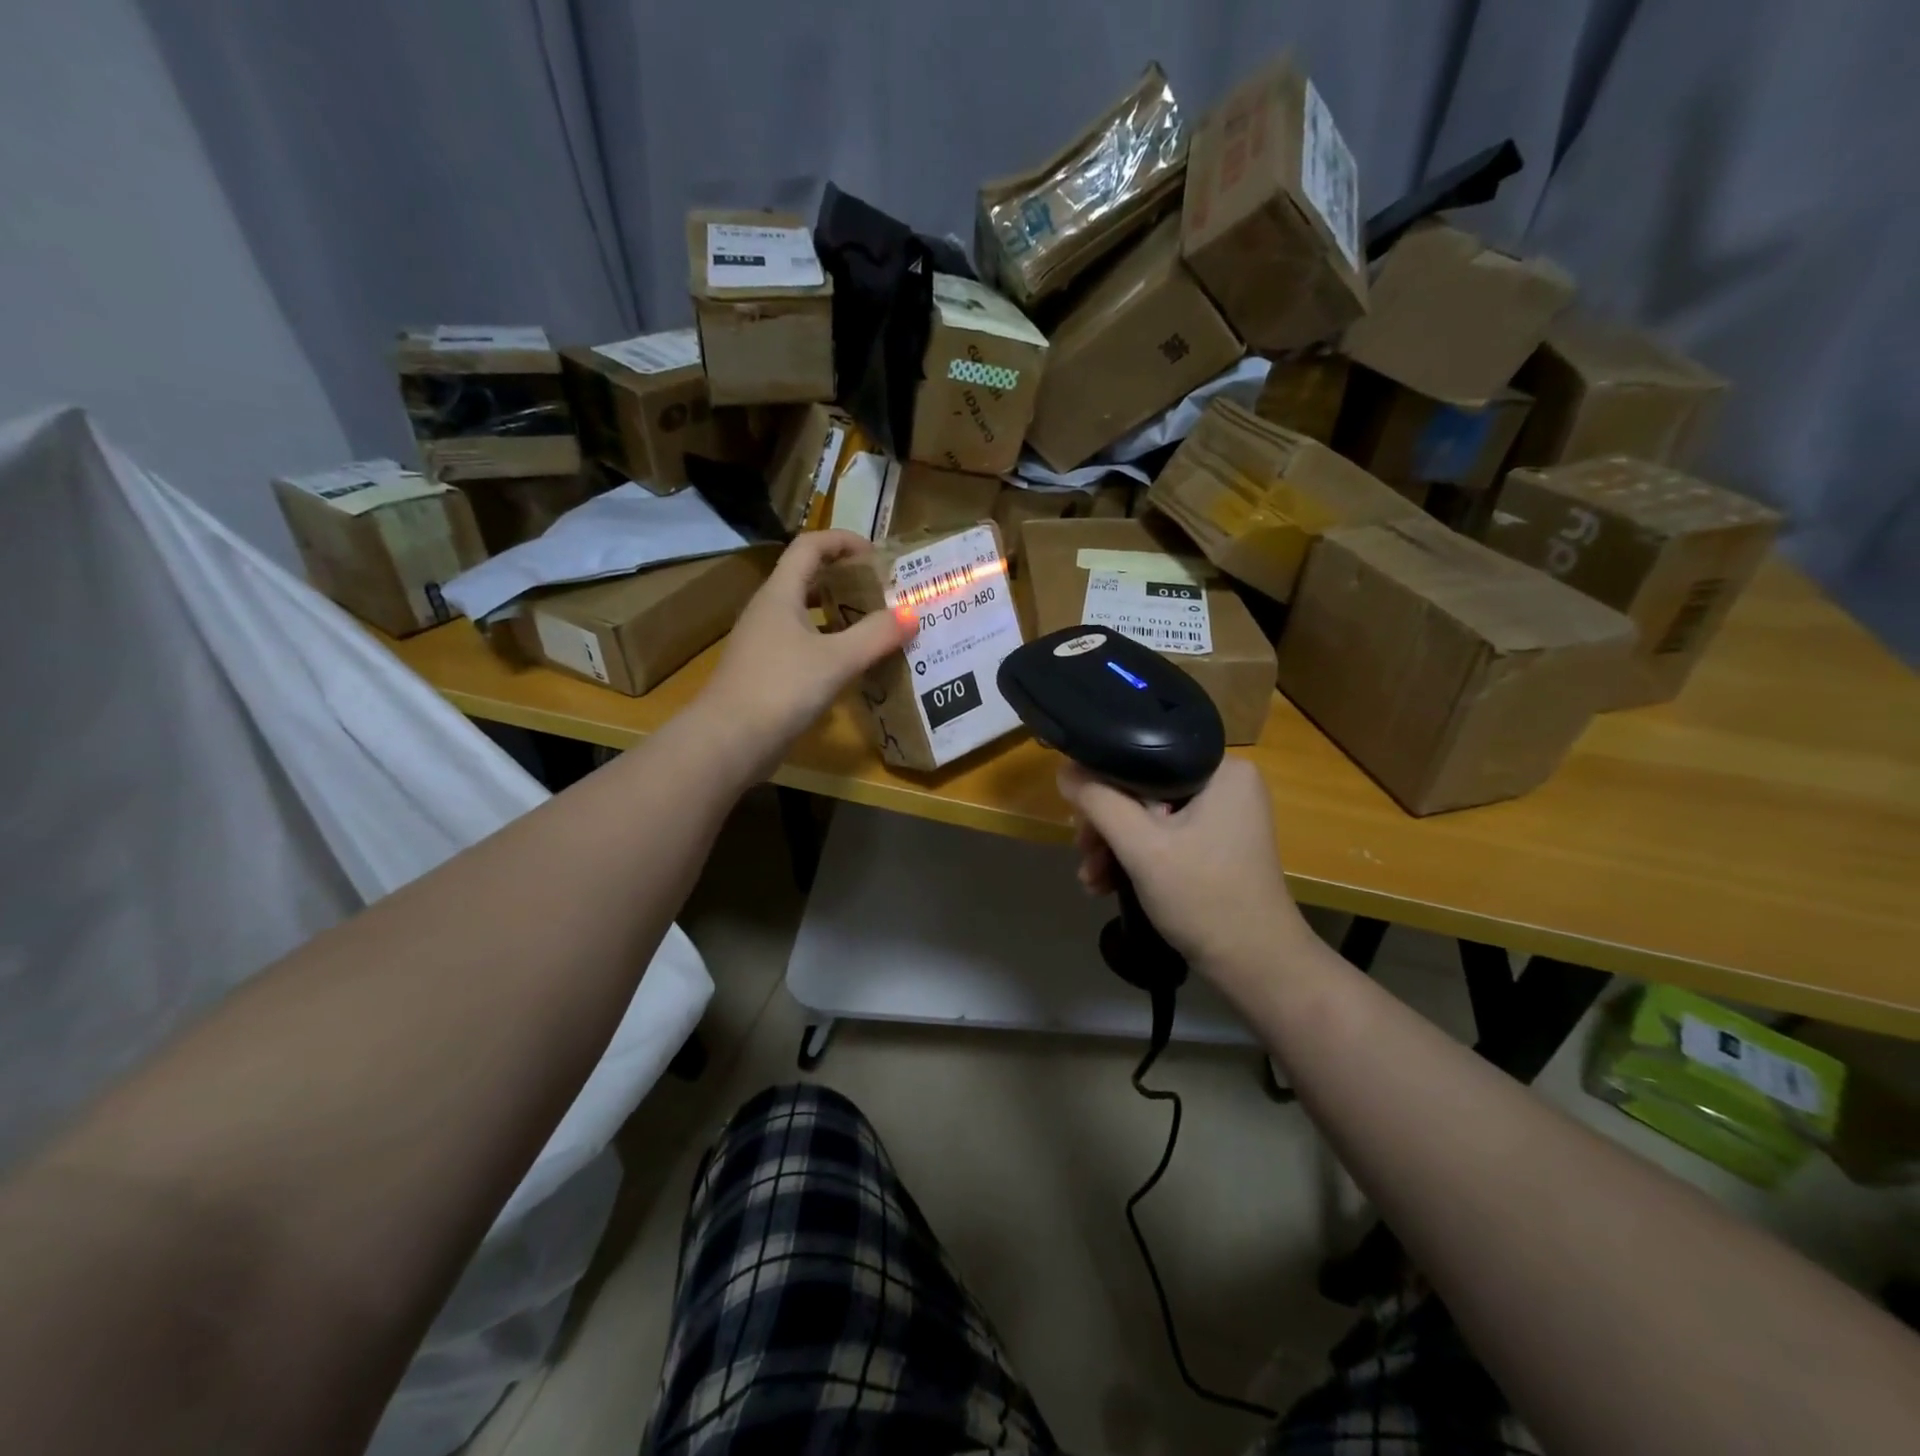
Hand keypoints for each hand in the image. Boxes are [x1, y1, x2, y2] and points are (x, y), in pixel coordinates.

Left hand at [695, 532, 914, 777]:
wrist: (729, 741)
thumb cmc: (781, 688)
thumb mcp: (837, 659)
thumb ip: (876, 635)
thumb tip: (912, 614)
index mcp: (780, 593)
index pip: (810, 546)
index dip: (843, 541)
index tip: (877, 556)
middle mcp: (768, 610)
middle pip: (807, 578)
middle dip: (845, 579)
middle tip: (882, 592)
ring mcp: (763, 643)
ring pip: (805, 614)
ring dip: (838, 614)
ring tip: (875, 626)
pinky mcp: (765, 672)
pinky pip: (802, 645)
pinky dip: (829, 645)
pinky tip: (852, 665)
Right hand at [1057, 757, 1313, 999]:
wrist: (1255, 966)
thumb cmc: (1204, 897)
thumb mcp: (1142, 847)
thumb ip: (1099, 802)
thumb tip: (1065, 770)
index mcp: (1222, 769)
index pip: (1145, 755)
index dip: (1103, 781)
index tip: (1077, 814)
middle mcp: (1227, 784)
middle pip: (1144, 789)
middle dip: (1107, 825)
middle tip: (1083, 853)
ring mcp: (1223, 817)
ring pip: (1150, 816)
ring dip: (1114, 846)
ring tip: (1090, 879)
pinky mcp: (1216, 845)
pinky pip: (1164, 837)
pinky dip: (1136, 858)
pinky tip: (1107, 883)